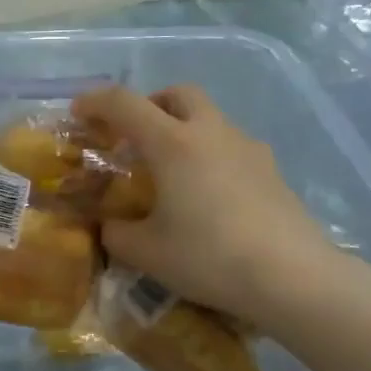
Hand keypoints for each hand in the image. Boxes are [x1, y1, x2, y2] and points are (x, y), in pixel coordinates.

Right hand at [73, 85, 340, 324]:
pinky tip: (208, 195)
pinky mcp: (271, 170)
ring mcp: (247, 147)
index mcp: (172, 143)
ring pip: (208, 118)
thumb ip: (117, 233)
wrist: (292, 276)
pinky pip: (231, 147)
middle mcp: (210, 132)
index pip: (124, 104)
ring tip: (171, 172)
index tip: (78, 112)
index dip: (95, 102)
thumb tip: (111, 226)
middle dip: (149, 105)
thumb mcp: (147, 252)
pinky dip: (209, 155)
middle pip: (177, 94)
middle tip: (133, 136)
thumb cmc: (209, 257)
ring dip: (183, 129)